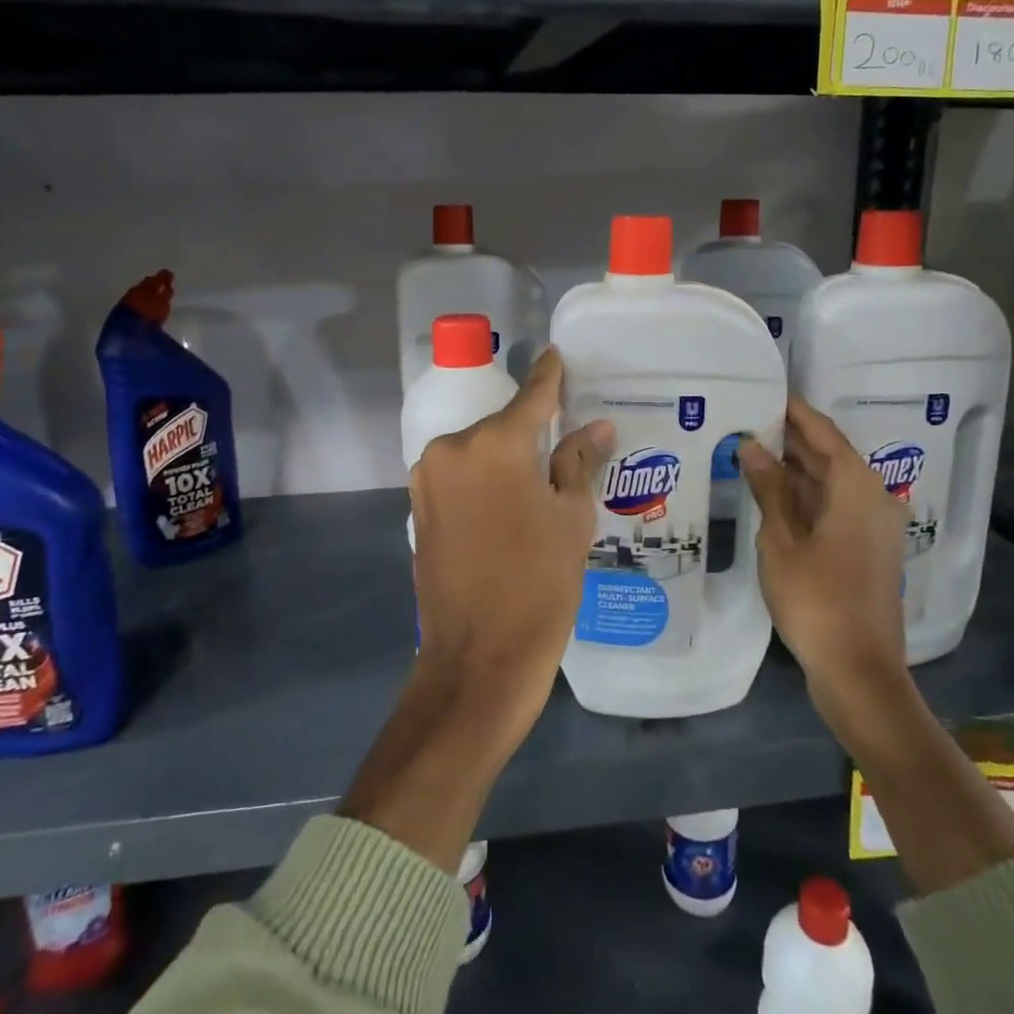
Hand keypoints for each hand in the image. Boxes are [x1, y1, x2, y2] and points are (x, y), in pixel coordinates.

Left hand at [409, 347, 614, 749]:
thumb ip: (577, 462)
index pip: (532, 394)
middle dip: (529, 431)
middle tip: (560, 445)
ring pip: (477, 450)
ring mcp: (428, 476)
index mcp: (495, 442)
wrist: (478, 657)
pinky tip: (505, 504)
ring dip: (503, 458)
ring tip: (535, 483)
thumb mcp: (572, 519)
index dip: (549, 375)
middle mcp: (452, 447)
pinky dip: (482, 479)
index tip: (556, 355)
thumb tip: (595, 428)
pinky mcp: (418, 505)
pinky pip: (458, 476)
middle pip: (500, 424)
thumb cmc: (539, 584)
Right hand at [738, 396, 909, 705]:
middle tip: (747, 420)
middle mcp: (873, 498)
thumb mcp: (781, 539)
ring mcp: (873, 526)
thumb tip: (751, 446)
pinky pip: (834, 506)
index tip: (766, 391)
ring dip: (795, 469)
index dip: (794, 412)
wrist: (858, 670)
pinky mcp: (867, 549)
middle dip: (790, 439)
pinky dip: (805, 496)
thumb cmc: (816, 599)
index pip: (823, 433)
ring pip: (831, 483)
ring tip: (750, 451)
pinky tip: (771, 494)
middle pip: (830, 456)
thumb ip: (768, 488)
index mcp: (857, 488)